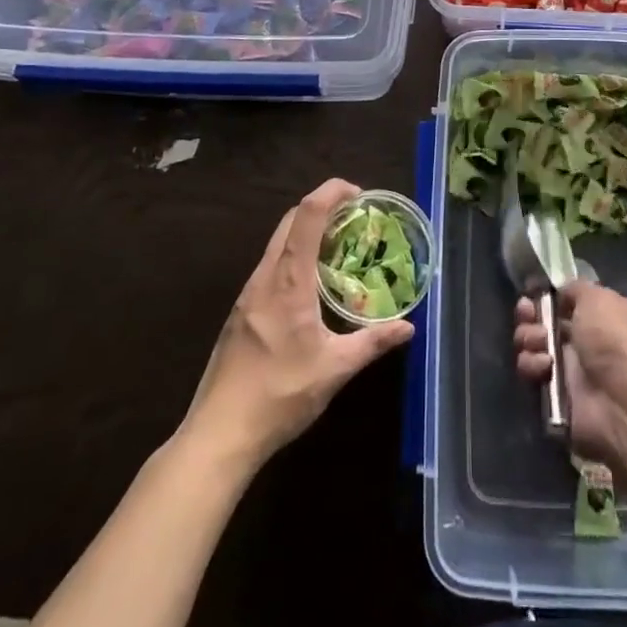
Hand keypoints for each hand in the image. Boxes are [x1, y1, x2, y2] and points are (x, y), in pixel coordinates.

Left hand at [183, 179, 413, 464]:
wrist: (218, 434)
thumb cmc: (279, 395)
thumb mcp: (335, 369)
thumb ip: (372, 342)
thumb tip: (409, 327)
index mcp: (288, 280)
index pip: (307, 214)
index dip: (331, 192)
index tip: (358, 193)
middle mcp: (265, 276)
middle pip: (290, 221)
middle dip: (322, 208)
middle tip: (354, 220)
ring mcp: (248, 294)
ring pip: (277, 243)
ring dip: (306, 233)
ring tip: (337, 250)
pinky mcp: (240, 312)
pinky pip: (269, 266)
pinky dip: (293, 257)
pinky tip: (309, 287)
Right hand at [513, 280, 626, 463]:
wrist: (621, 400)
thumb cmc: (612, 338)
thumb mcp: (597, 297)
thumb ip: (575, 289)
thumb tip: (562, 292)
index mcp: (604, 315)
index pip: (569, 301)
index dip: (549, 295)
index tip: (534, 290)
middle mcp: (587, 340)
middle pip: (546, 321)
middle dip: (530, 314)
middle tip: (526, 313)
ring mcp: (571, 368)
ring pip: (534, 345)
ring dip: (529, 338)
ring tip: (539, 342)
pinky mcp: (555, 394)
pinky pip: (532, 372)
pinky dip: (533, 365)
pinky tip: (545, 366)